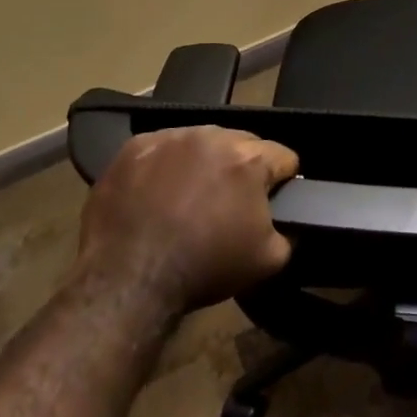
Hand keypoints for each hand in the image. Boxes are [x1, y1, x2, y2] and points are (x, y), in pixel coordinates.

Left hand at [75, 126, 298, 312]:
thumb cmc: (204, 268)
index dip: (283, 181)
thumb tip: (287, 221)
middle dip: (242, 168)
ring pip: (202, 142)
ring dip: (204, 163)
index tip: (272, 202)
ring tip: (190, 198)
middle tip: (229, 203)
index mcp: (249, 159)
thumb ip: (289, 231)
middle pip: (243, 143)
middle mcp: (212, 136)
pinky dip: (166, 165)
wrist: (127, 280)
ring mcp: (169, 137)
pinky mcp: (134, 147)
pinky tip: (157, 193)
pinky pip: (162, 148)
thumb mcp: (269, 260)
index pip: (284, 157)